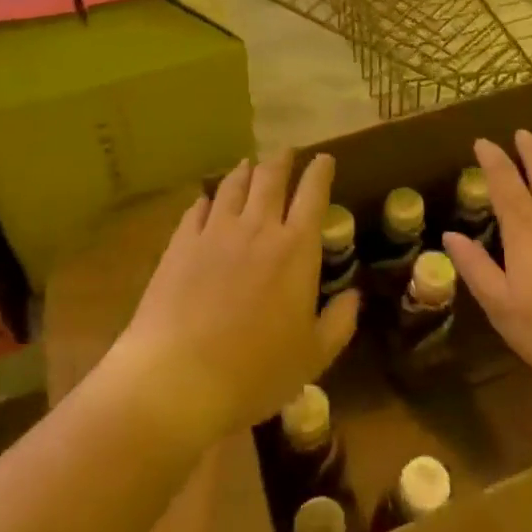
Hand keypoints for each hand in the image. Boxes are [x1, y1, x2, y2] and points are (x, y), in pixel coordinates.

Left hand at [109, 153, 359, 448]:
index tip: (324, 159)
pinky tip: (208, 200)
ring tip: (249, 165)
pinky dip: (208, 199)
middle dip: (282, 160)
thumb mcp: (313, 357)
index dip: (320, 171)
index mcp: (296, 248)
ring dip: (246, 171)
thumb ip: (339, 322)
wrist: (178, 378)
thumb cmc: (255, 371)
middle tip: (286, 153)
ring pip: (234, 185)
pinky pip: (198, 209)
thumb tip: (354, 295)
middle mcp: (258, 227)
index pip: (313, 194)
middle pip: (271, 177)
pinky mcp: (180, 243)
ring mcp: (215, 231)